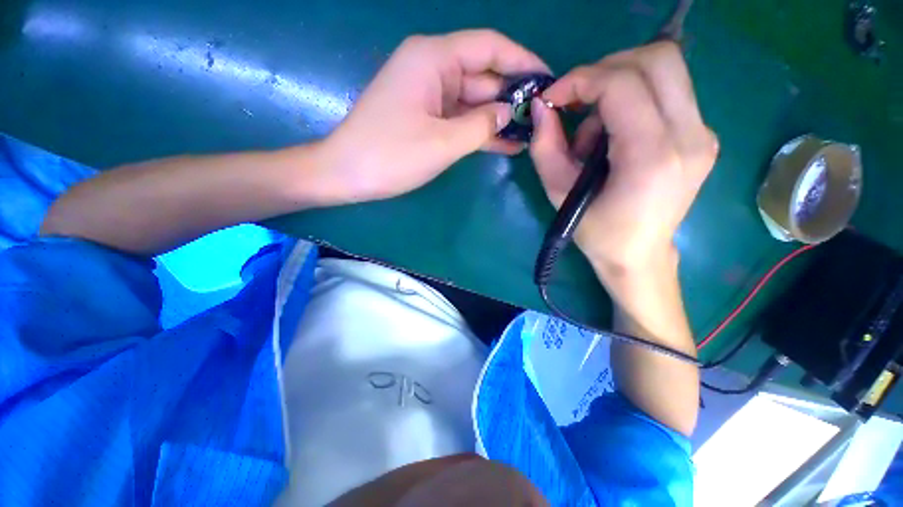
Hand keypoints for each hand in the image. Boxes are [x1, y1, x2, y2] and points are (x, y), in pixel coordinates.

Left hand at [319, 30, 548, 203]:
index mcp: (434, 59)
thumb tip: (509, 113)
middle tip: (542, 119)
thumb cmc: (391, 155)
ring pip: (473, 101)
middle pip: (483, 76)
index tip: (549, 79)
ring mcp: (428, 95)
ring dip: (498, 119)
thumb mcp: (443, 141)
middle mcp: (432, 69)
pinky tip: (504, 144)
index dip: (522, 61)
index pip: (489, 47)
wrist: (347, 174)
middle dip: (512, 97)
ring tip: (529, 136)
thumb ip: (482, 125)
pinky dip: (479, 131)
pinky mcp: (425, 117)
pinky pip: (459, 119)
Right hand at [529, 42, 717, 275]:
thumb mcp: (558, 193)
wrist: (639, 255)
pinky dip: (633, 100)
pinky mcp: (701, 135)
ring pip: (664, 71)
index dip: (581, 80)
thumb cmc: (597, 232)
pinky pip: (667, 93)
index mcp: (652, 157)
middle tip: (577, 101)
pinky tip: (614, 136)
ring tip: (594, 133)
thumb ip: (545, 148)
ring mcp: (703, 133)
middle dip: (606, 69)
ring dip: (618, 87)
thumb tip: (541, 108)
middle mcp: (690, 136)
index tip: (553, 98)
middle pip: (657, 59)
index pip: (622, 84)